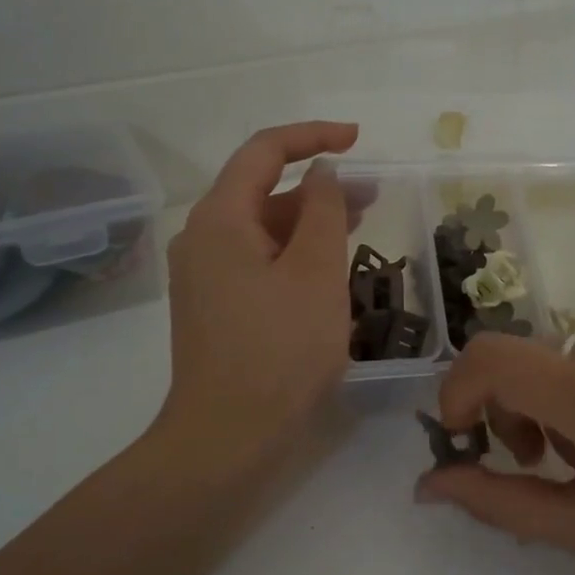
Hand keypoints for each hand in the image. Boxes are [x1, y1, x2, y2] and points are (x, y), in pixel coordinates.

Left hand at [153, 121, 359, 479]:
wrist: (227, 437)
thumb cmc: (280, 350)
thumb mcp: (316, 272)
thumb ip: (323, 210)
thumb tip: (321, 172)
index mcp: (219, 219)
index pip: (263, 152)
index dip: (312, 136)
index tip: (358, 140)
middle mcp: (201, 238)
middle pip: (261, 191)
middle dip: (317, 185)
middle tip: (373, 194)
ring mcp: (203, 275)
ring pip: (261, 229)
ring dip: (308, 221)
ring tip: (360, 225)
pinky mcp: (213, 305)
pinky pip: (256, 260)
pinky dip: (292, 253)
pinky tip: (327, 269)